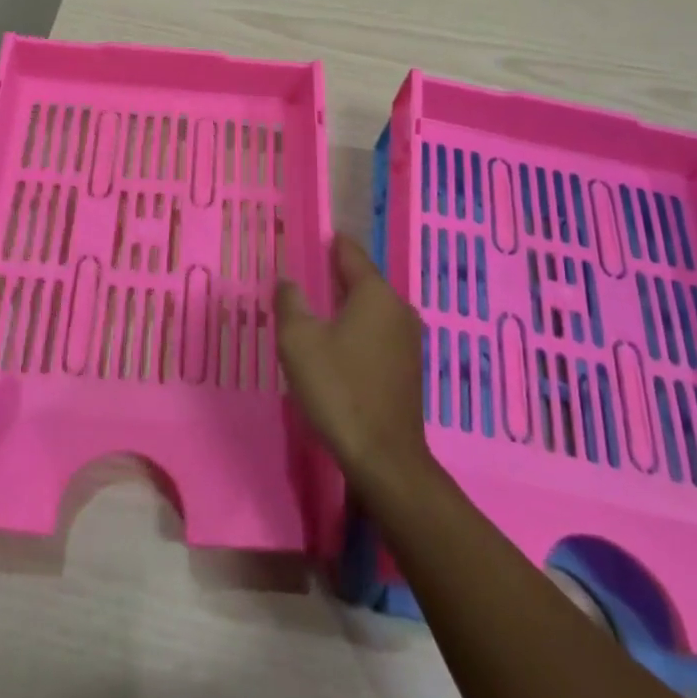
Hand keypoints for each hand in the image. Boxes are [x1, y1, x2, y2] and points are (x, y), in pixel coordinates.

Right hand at [275, 234, 431, 490]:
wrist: (384, 459)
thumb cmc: (339, 390)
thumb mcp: (299, 341)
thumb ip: (290, 302)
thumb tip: (288, 280)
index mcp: (375, 293)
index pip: (350, 252)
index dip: (328, 243)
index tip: (309, 238)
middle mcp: (398, 308)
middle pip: (361, 280)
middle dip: (333, 276)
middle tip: (303, 276)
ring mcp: (408, 340)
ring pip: (370, 310)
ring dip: (344, 307)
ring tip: (314, 310)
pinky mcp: (408, 368)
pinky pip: (377, 334)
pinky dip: (356, 331)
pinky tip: (336, 345)